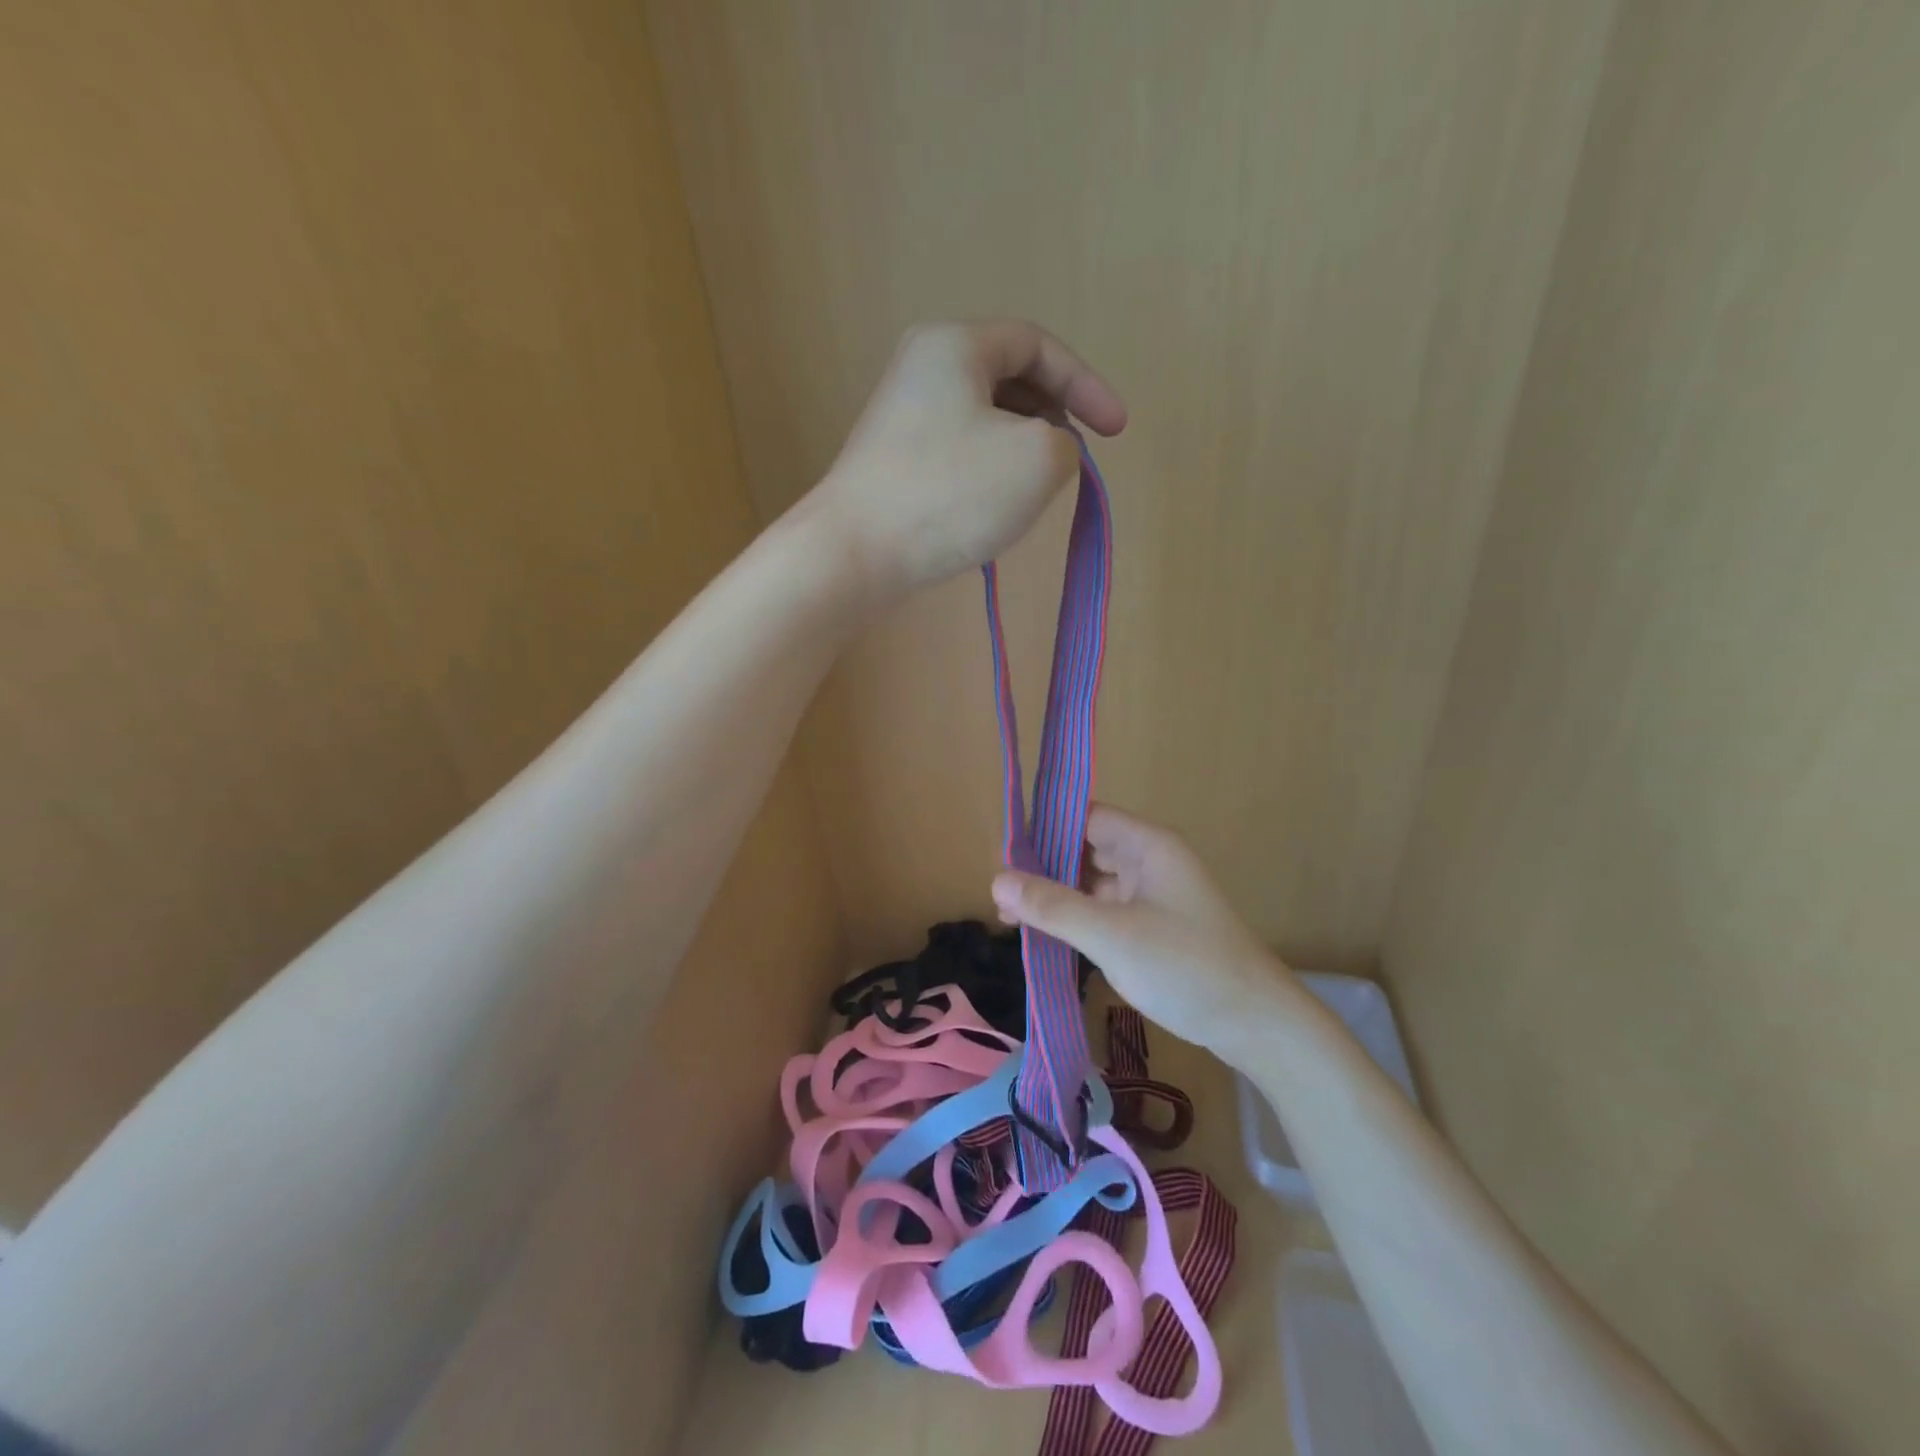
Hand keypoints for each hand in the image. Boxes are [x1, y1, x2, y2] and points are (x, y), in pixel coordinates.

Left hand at [804, 320, 1126, 603]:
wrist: (855, 553)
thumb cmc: (950, 493)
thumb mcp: (1038, 459)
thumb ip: (1067, 443)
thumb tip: (1047, 452)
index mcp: (955, 345)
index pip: (1038, 345)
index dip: (1087, 384)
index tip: (1118, 431)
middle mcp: (922, 369)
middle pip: (1008, 379)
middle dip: (1052, 416)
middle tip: (1070, 459)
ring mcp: (900, 419)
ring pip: (983, 421)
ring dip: (1021, 450)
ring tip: (1034, 490)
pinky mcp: (892, 463)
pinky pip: (957, 454)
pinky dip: (988, 473)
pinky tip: (993, 509)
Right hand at [990, 805, 1291, 1055]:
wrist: (1255, 1024)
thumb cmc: (1184, 965)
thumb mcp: (1110, 934)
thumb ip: (1052, 906)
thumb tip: (996, 879)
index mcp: (1147, 845)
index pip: (1086, 818)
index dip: (1045, 831)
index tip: (1004, 855)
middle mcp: (1150, 861)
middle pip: (1087, 849)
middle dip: (1045, 867)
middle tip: (1001, 892)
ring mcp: (1154, 896)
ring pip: (1094, 883)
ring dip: (1059, 897)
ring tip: (1012, 917)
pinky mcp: (1154, 927)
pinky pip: (1106, 911)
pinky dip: (1078, 919)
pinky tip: (1048, 936)